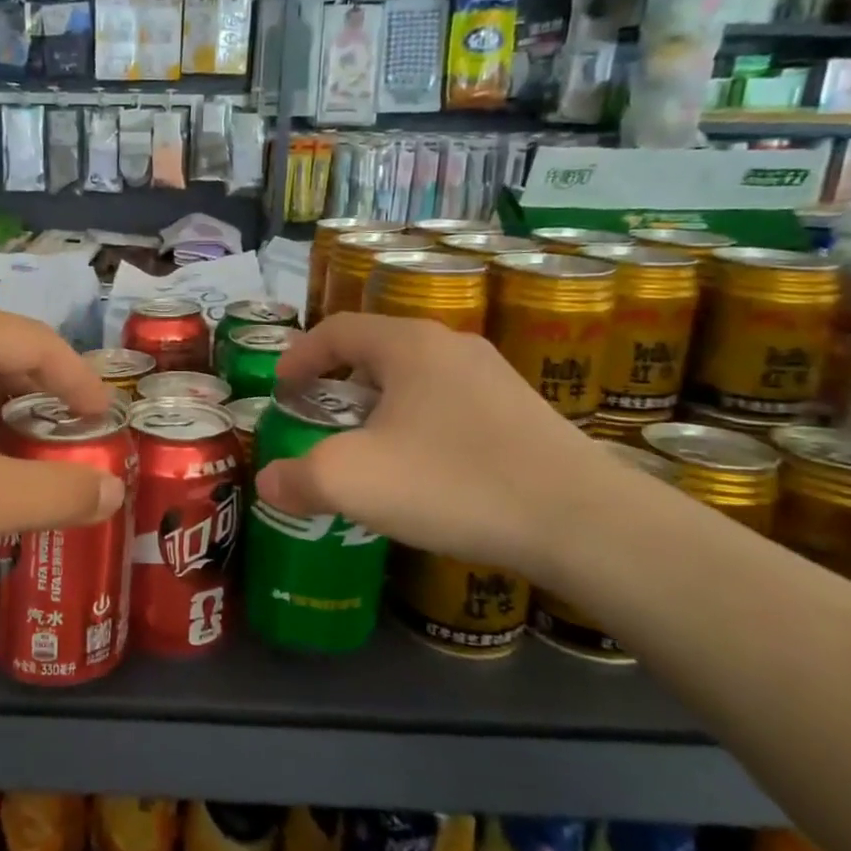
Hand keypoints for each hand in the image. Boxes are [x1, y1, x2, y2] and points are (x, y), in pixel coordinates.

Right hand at [254, 314, 631, 577]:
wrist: (580, 521)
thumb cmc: (451, 482)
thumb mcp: (352, 481)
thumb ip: (297, 478)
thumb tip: (270, 482)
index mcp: (408, 344)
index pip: (337, 328)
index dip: (300, 354)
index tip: (280, 388)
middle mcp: (452, 346)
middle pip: (377, 350)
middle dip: (338, 381)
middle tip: (318, 416)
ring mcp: (495, 378)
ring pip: (417, 379)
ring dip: (380, 404)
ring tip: (367, 446)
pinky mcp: (523, 413)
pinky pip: (451, 405)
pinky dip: (419, 424)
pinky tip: (423, 469)